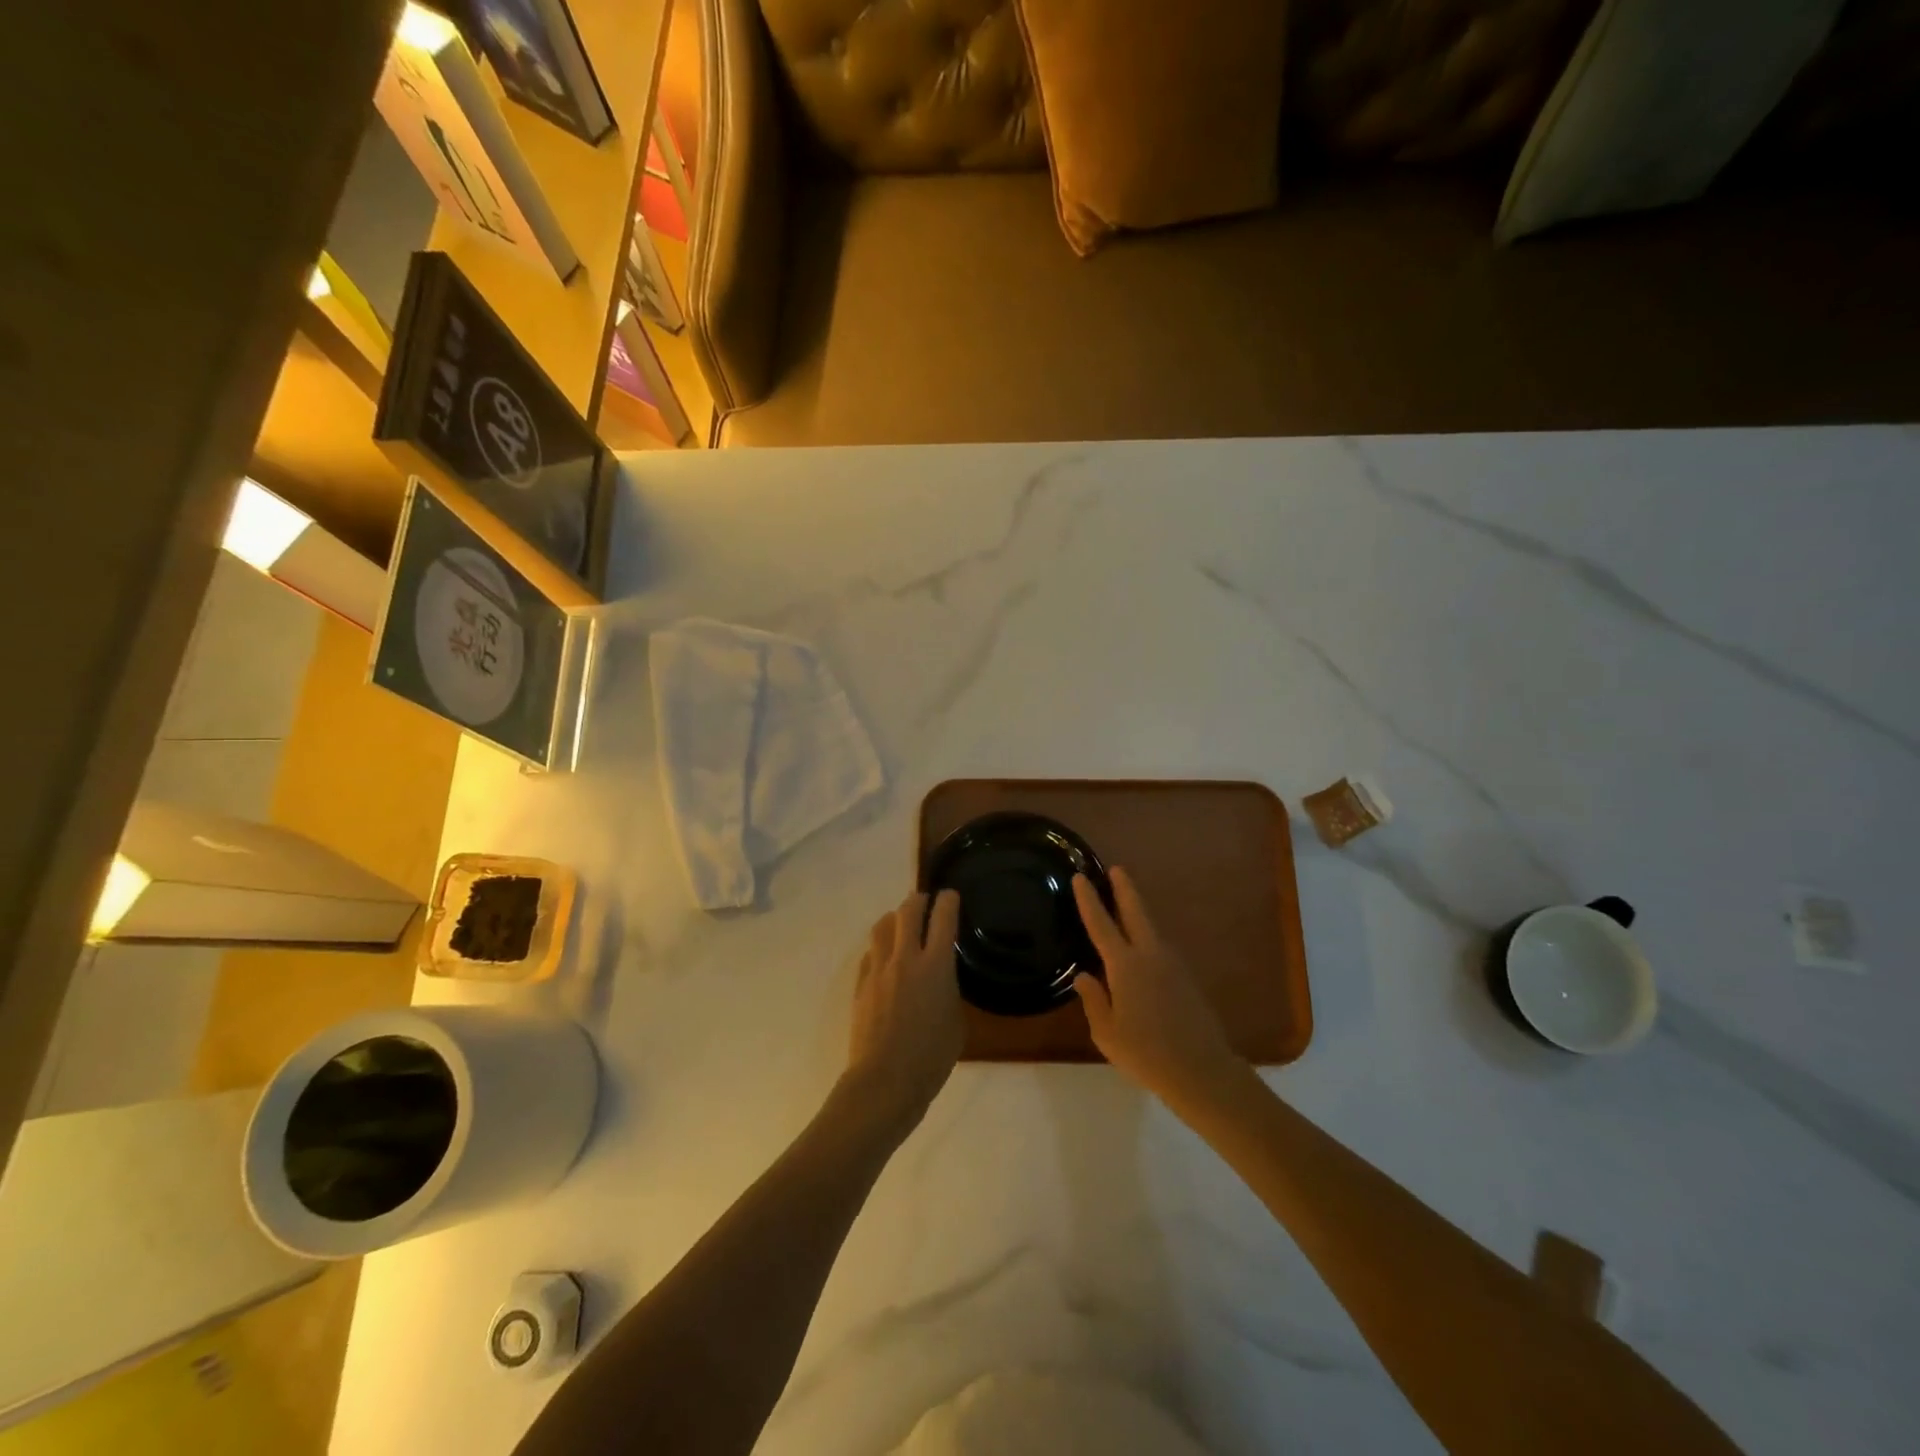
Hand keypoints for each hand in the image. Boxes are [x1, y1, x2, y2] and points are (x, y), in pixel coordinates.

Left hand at [842, 890, 963, 1135]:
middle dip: (918, 901)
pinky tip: (885, 960)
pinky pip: (870, 954)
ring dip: (894, 920)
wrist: (885, 1082)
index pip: (943, 917)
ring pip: (882, 926)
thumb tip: (941, 980)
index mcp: (935, 965)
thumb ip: (949, 990)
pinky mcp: (860, 984)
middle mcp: (905, 958)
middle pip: (908, 911)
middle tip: (925, 903)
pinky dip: (880, 949)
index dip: (948, 900)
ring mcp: (878, 969)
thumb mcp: (956, 1022)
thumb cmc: (931, 1058)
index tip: (950, 895)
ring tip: (901, 925)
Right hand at [1072, 868, 1243, 1105]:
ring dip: (1137, 912)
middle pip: (1135, 912)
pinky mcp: (1186, 978)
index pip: (1101, 924)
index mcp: (1125, 966)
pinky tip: (1140, 950)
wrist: (1201, 1071)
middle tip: (1116, 869)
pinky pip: (1159, 948)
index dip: (1089, 900)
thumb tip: (1084, 977)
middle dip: (1124, 889)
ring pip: (1150, 929)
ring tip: (1123, 906)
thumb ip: (1094, 1000)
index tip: (1080, 877)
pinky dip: (1146, 938)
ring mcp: (1172, 965)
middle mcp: (1150, 956)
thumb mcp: (1107, 1032)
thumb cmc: (1146, 1054)